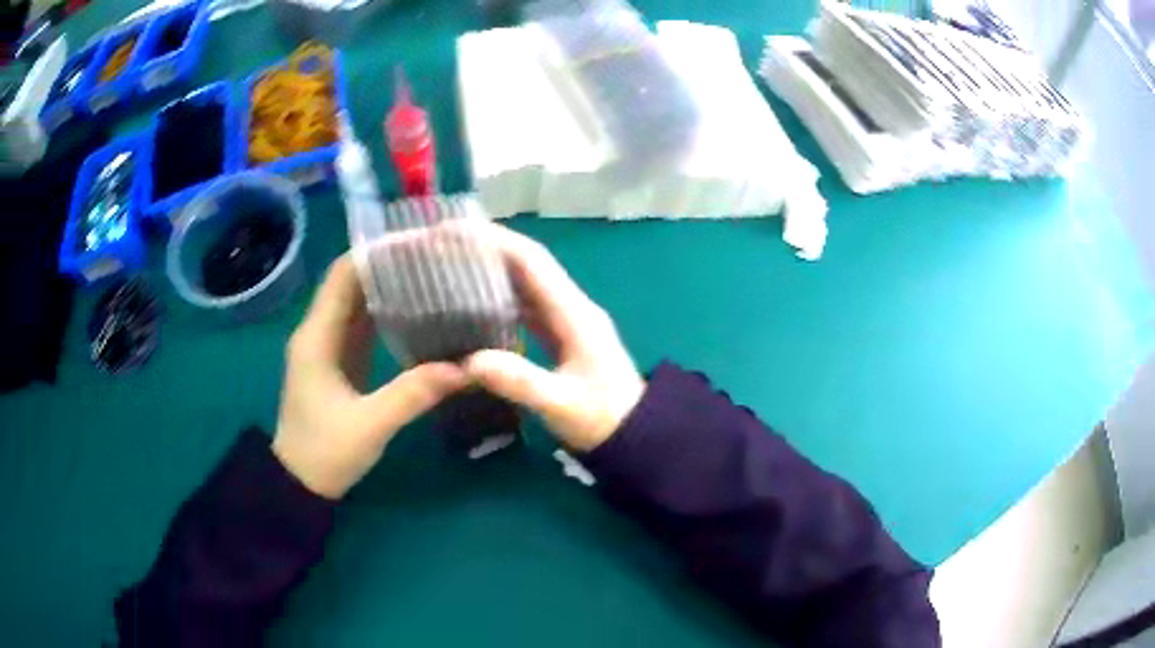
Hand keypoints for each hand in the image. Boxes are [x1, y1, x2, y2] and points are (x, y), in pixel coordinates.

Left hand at [273, 255, 467, 498]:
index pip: (342, 275)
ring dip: (389, 286)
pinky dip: (387, 312)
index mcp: (317, 337)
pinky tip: (418, 312)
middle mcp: (318, 332)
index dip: (376, 254)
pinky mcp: (338, 362)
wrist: (299, 483)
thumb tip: (466, 368)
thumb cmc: (324, 453)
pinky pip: (362, 324)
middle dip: (389, 265)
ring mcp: (327, 346)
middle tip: (435, 258)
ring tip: (432, 277)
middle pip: (351, 282)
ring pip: (357, 301)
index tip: (417, 243)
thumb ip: (414, 394)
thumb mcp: (370, 425)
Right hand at [465, 224, 644, 451]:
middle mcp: (570, 306)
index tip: (453, 232)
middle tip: (441, 246)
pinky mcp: (561, 335)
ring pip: (525, 282)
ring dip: (491, 269)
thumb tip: (469, 360)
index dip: (493, 241)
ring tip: (450, 268)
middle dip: (485, 248)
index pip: (531, 260)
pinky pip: (526, 305)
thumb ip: (521, 381)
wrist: (635, 436)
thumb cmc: (603, 420)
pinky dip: (499, 297)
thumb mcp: (562, 404)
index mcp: (574, 312)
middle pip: (526, 263)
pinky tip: (473, 305)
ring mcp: (567, 320)